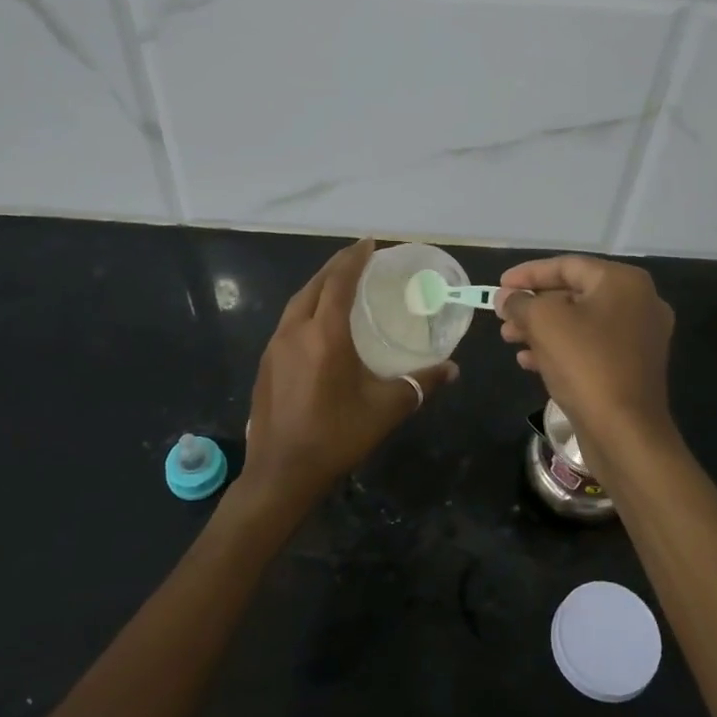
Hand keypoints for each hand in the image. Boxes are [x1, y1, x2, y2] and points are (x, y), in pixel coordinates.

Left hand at [236, 240, 457, 523]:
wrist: (281, 473)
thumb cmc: (337, 436)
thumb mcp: (386, 409)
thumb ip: (421, 384)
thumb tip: (452, 369)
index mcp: (325, 335)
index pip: (339, 282)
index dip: (354, 259)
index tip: (369, 243)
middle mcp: (295, 331)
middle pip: (314, 285)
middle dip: (336, 267)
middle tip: (358, 258)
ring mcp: (274, 347)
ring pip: (297, 302)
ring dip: (318, 286)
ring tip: (339, 284)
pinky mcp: (265, 364)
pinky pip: (288, 322)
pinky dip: (306, 309)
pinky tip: (317, 324)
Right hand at [496, 255, 674, 456]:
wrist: (625, 432)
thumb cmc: (585, 364)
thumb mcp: (544, 323)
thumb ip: (520, 302)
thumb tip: (506, 297)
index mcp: (623, 282)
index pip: (567, 266)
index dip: (528, 274)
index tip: (499, 286)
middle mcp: (639, 303)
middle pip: (574, 294)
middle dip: (533, 305)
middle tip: (502, 317)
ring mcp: (639, 337)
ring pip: (580, 323)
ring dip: (541, 329)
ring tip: (509, 339)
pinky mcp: (633, 367)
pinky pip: (591, 347)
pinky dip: (560, 349)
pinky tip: (529, 362)